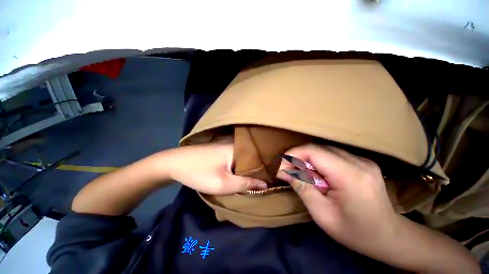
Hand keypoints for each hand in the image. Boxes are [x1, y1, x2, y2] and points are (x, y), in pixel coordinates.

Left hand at [163, 143, 267, 194]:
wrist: (173, 163)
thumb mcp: (223, 183)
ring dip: (247, 168)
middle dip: (257, 169)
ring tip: (256, 178)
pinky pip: (235, 157)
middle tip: (265, 180)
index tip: (272, 179)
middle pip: (251, 157)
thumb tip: (265, 185)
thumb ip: (245, 184)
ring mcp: (226, 145)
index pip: (259, 158)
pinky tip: (241, 172)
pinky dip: (239, 165)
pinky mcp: (220, 149)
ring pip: (243, 158)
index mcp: (237, 148)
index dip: (266, 169)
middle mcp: (234, 144)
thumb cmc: (199, 173)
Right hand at [277, 144, 398, 257]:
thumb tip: (283, 171)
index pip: (314, 152)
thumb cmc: (356, 232)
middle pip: (319, 148)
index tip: (281, 165)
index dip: (294, 154)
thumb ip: (302, 187)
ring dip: (308, 159)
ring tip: (302, 174)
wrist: (389, 237)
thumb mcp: (322, 214)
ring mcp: (363, 160)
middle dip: (299, 156)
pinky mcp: (362, 162)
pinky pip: (333, 155)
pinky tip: (318, 175)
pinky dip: (319, 161)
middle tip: (289, 171)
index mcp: (351, 176)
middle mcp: (359, 162)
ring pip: (325, 150)